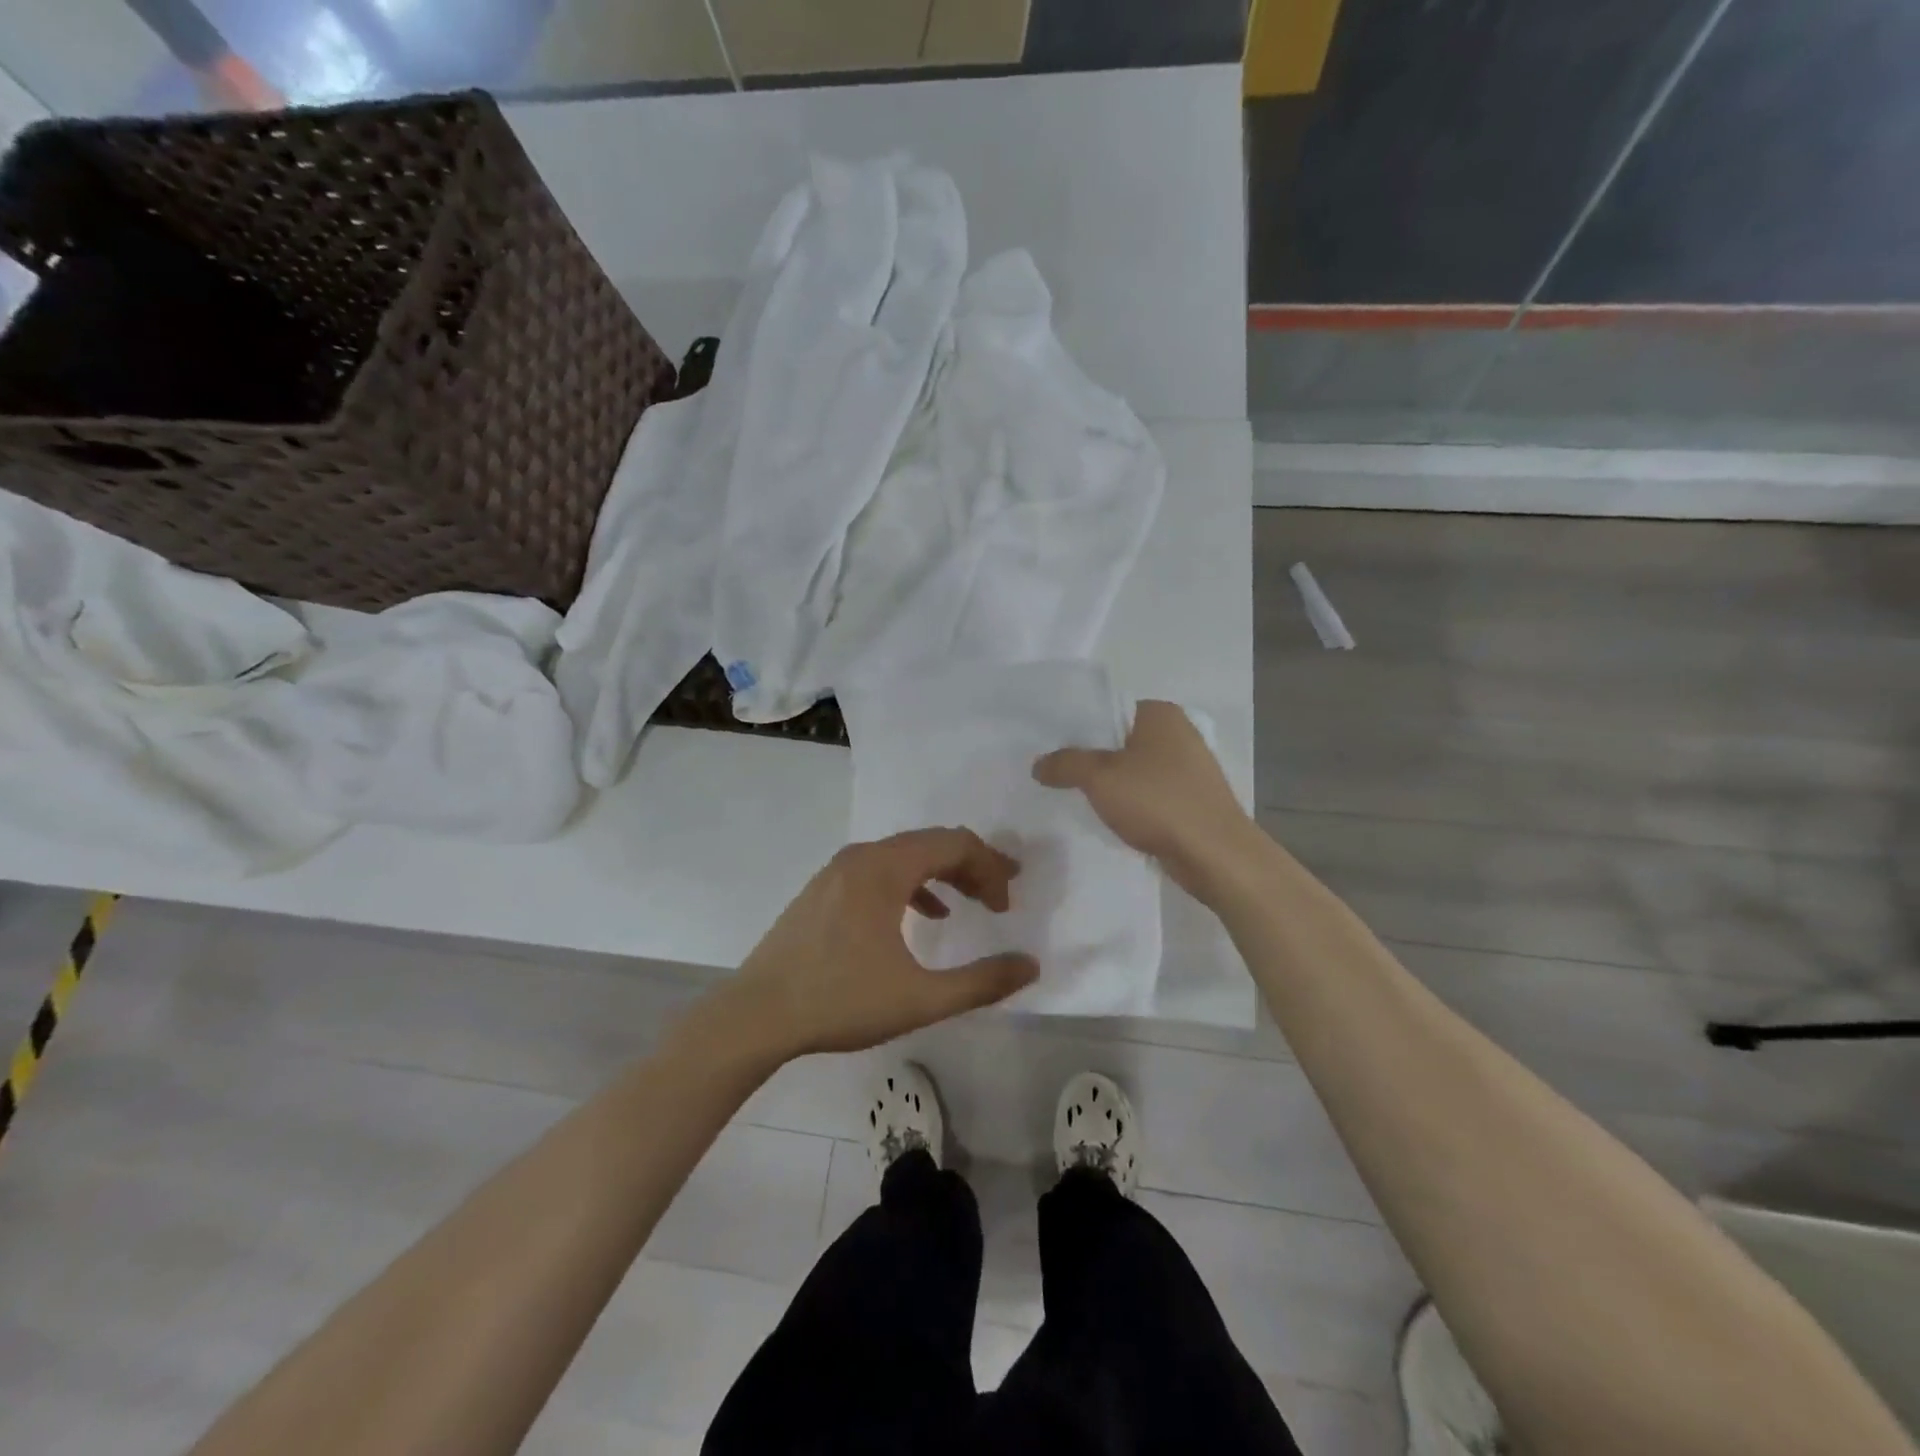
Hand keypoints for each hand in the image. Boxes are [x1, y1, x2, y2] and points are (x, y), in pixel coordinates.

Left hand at [732, 828, 1039, 1056]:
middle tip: (1001, 893)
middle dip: (971, 865)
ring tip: (971, 901)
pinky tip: (925, 914)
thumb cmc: (840, 1001)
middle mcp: (862, 857)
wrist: (756, 1015)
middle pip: (930, 843)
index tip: (1008, 904)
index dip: (990, 868)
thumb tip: (1030, 965)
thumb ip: (981, 982)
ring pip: (904, 855)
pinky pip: (880, 870)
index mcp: (885, 869)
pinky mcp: (824, 889)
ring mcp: (838, 870)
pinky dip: (911, 884)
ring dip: (942, 872)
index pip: (953, 844)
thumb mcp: (919, 998)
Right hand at [1033, 700, 1253, 894]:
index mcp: (1159, 714)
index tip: (1049, 747)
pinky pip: (1149, 794)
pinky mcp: (1192, 799)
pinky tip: (1110, 819)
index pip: (1108, 709)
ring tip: (1075, 797)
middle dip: (1090, 758)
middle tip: (1054, 773)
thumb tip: (1038, 764)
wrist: (1215, 854)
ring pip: (1134, 769)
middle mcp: (1178, 732)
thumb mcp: (1099, 778)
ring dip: (1109, 784)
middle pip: (1119, 740)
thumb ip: (1065, 764)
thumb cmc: (1158, 802)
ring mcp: (1189, 768)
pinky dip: (1130, 803)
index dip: (1076, 727)